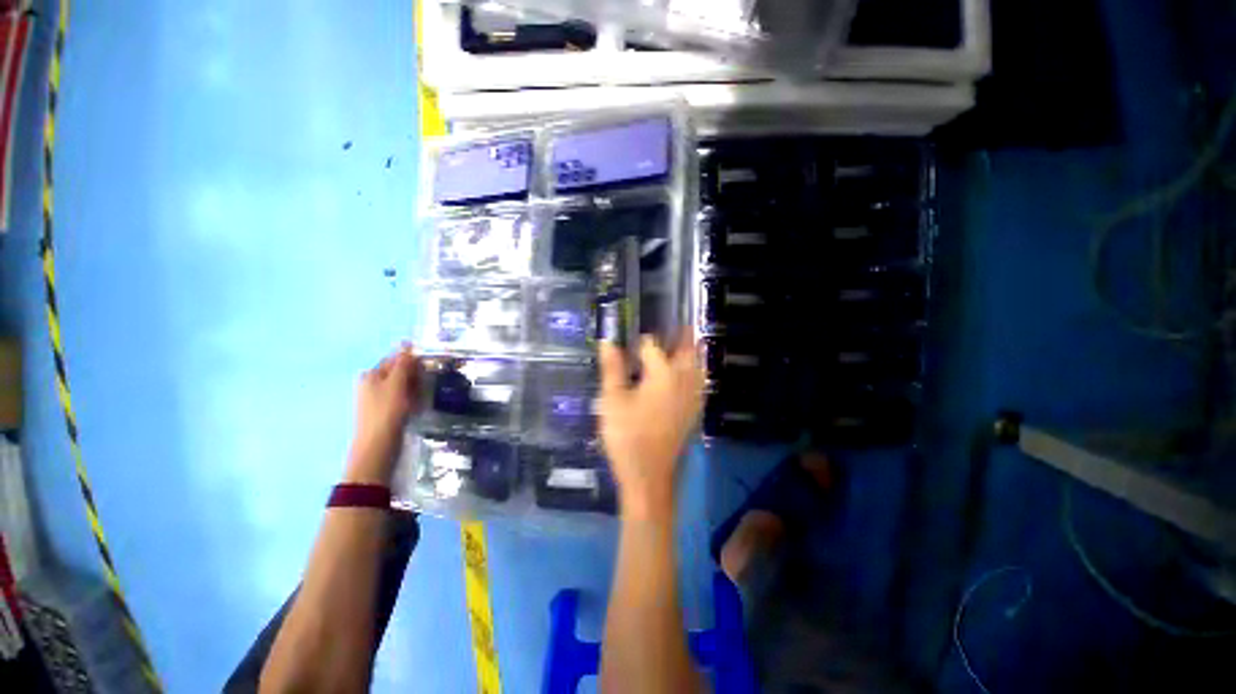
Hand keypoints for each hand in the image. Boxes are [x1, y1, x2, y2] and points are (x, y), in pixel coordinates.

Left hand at [345, 344, 422, 484]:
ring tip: (423, 396)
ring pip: (404, 386)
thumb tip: (407, 343)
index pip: (395, 358)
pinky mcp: (386, 411)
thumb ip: (402, 364)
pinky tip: (418, 406)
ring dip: (416, 388)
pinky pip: (403, 398)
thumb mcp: (396, 383)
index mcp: (371, 375)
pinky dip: (413, 399)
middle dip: (416, 375)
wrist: (378, 446)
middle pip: (400, 372)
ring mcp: (379, 399)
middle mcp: (372, 384)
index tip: (430, 365)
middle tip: (427, 383)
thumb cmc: (387, 411)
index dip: (413, 360)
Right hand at [598, 332, 703, 522]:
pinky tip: (691, 376)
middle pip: (687, 351)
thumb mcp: (612, 400)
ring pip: (698, 367)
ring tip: (688, 342)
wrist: (648, 475)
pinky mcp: (693, 413)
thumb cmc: (627, 435)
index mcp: (662, 374)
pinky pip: (700, 385)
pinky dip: (697, 373)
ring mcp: (691, 398)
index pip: (652, 346)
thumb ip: (611, 368)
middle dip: (682, 336)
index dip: (642, 339)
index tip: (636, 334)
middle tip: (678, 324)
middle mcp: (682, 381)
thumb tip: (607, 341)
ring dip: (694, 352)